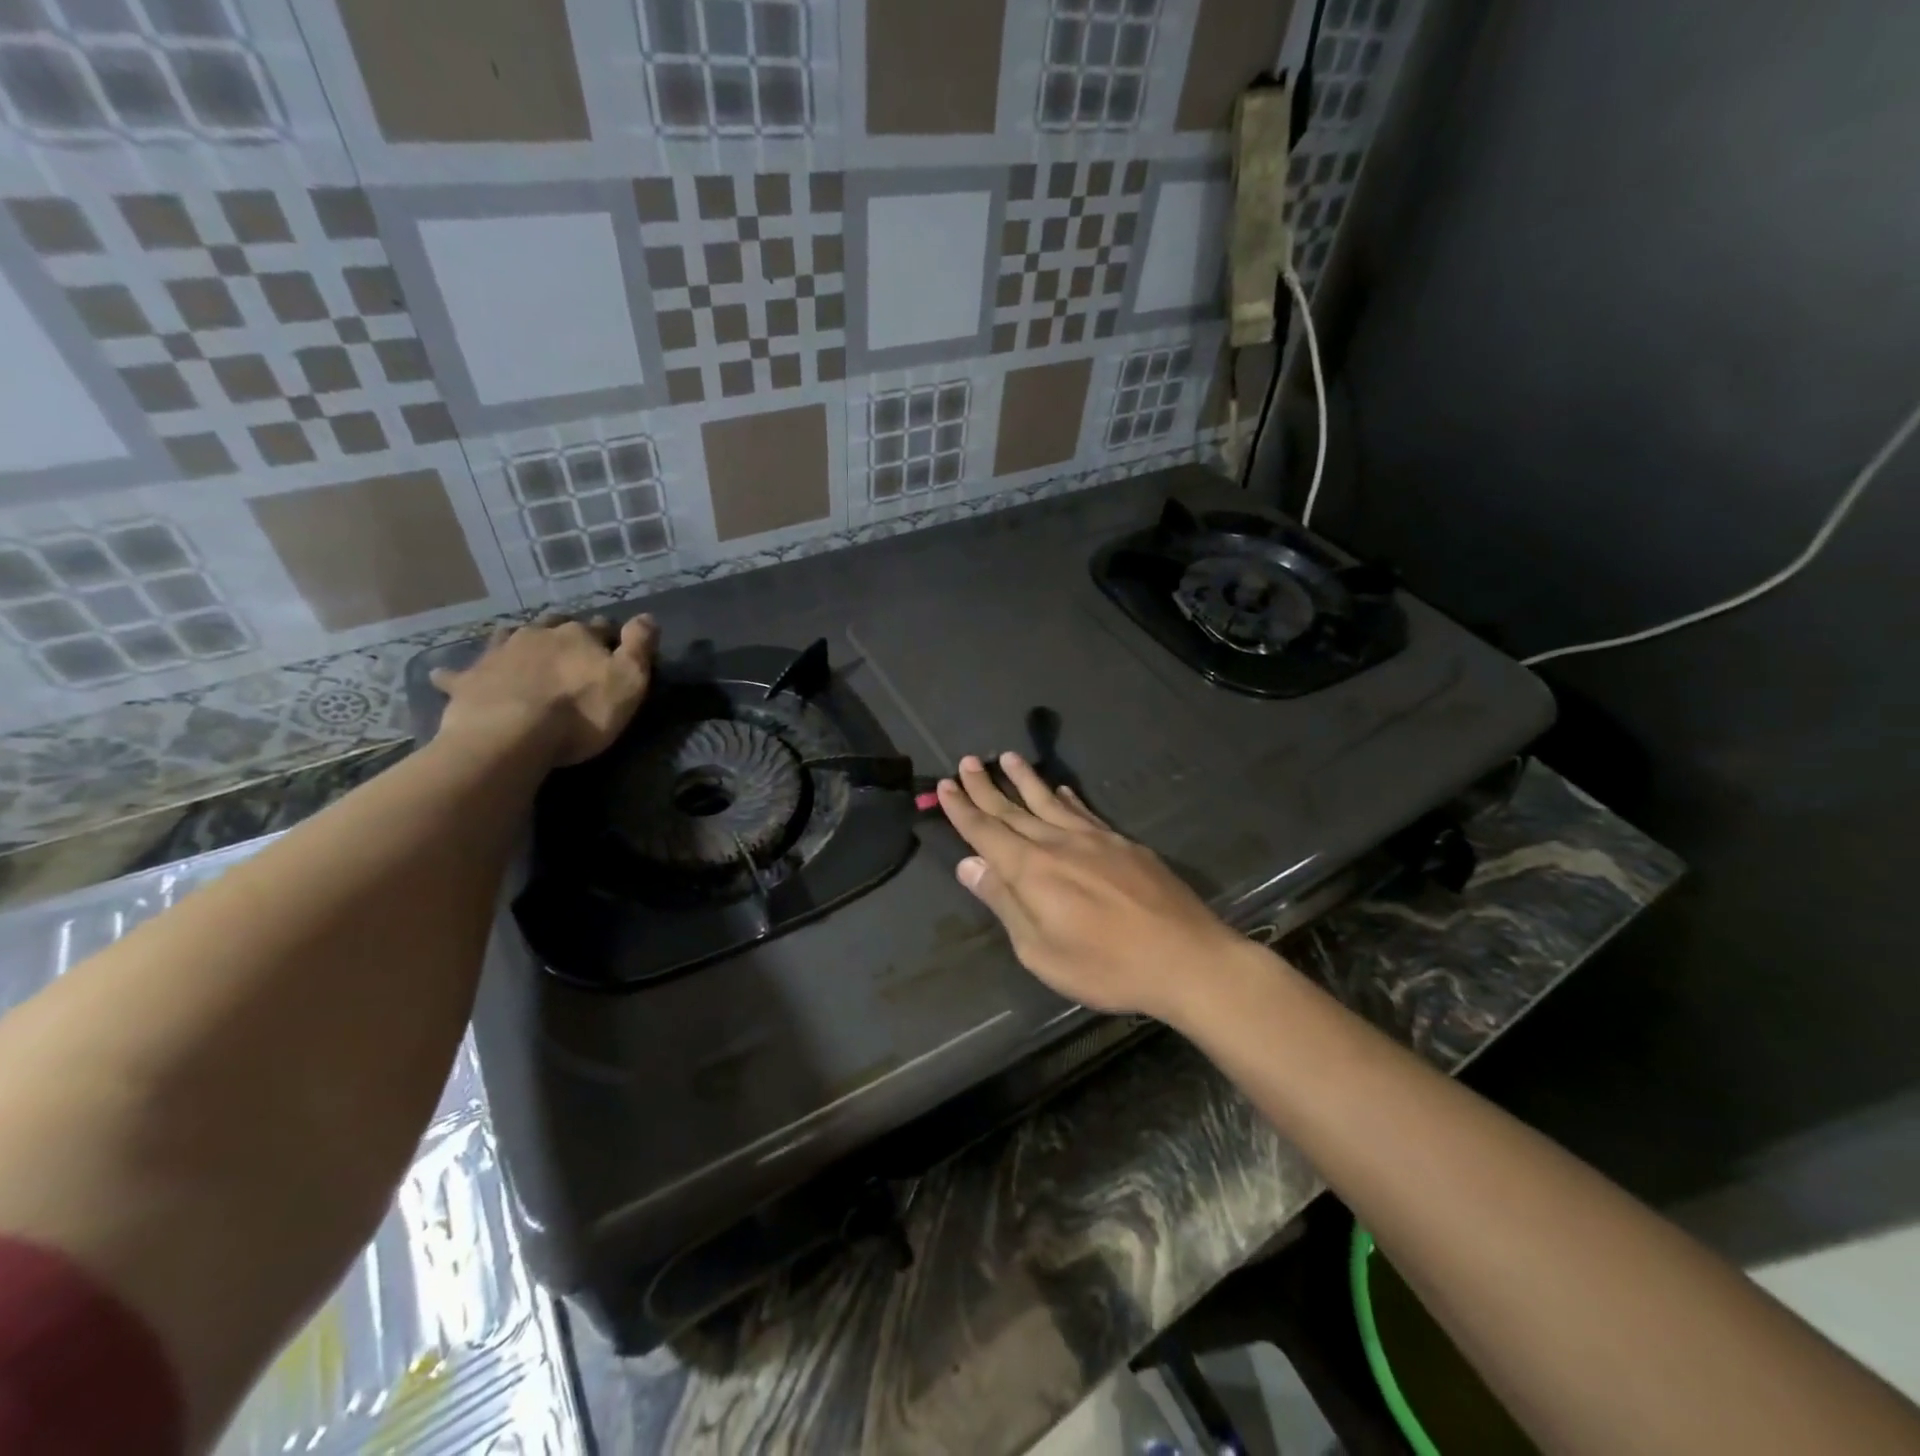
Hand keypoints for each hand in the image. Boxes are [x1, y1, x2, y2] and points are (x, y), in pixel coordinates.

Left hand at [431, 612, 658, 766]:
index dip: (609, 636)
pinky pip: (456, 674)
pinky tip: (445, 675)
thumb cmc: (581, 712)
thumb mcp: (629, 680)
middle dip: (561, 631)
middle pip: (552, 625)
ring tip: (519, 650)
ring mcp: (498, 654)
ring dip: (515, 640)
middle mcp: (536, 635)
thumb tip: (647, 616)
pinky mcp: (468, 681)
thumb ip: (640, 646)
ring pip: (507, 637)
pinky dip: (454, 674)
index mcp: (578, 636)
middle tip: (567, 646)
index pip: (599, 627)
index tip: (614, 646)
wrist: (512, 735)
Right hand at [936, 752, 1254, 1023]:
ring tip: (1006, 757)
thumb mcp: (1040, 950)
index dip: (962, 809)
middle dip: (986, 787)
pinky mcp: (1123, 844)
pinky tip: (1062, 788)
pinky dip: (1068, 797)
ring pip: (1049, 801)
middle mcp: (1058, 843)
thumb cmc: (1105, 966)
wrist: (1185, 958)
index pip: (986, 831)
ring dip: (1024, 779)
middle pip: (1013, 810)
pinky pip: (1084, 811)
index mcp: (1031, 870)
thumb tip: (969, 863)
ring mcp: (1094, 839)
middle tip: (965, 762)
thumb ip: (1004, 903)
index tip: (944, 785)